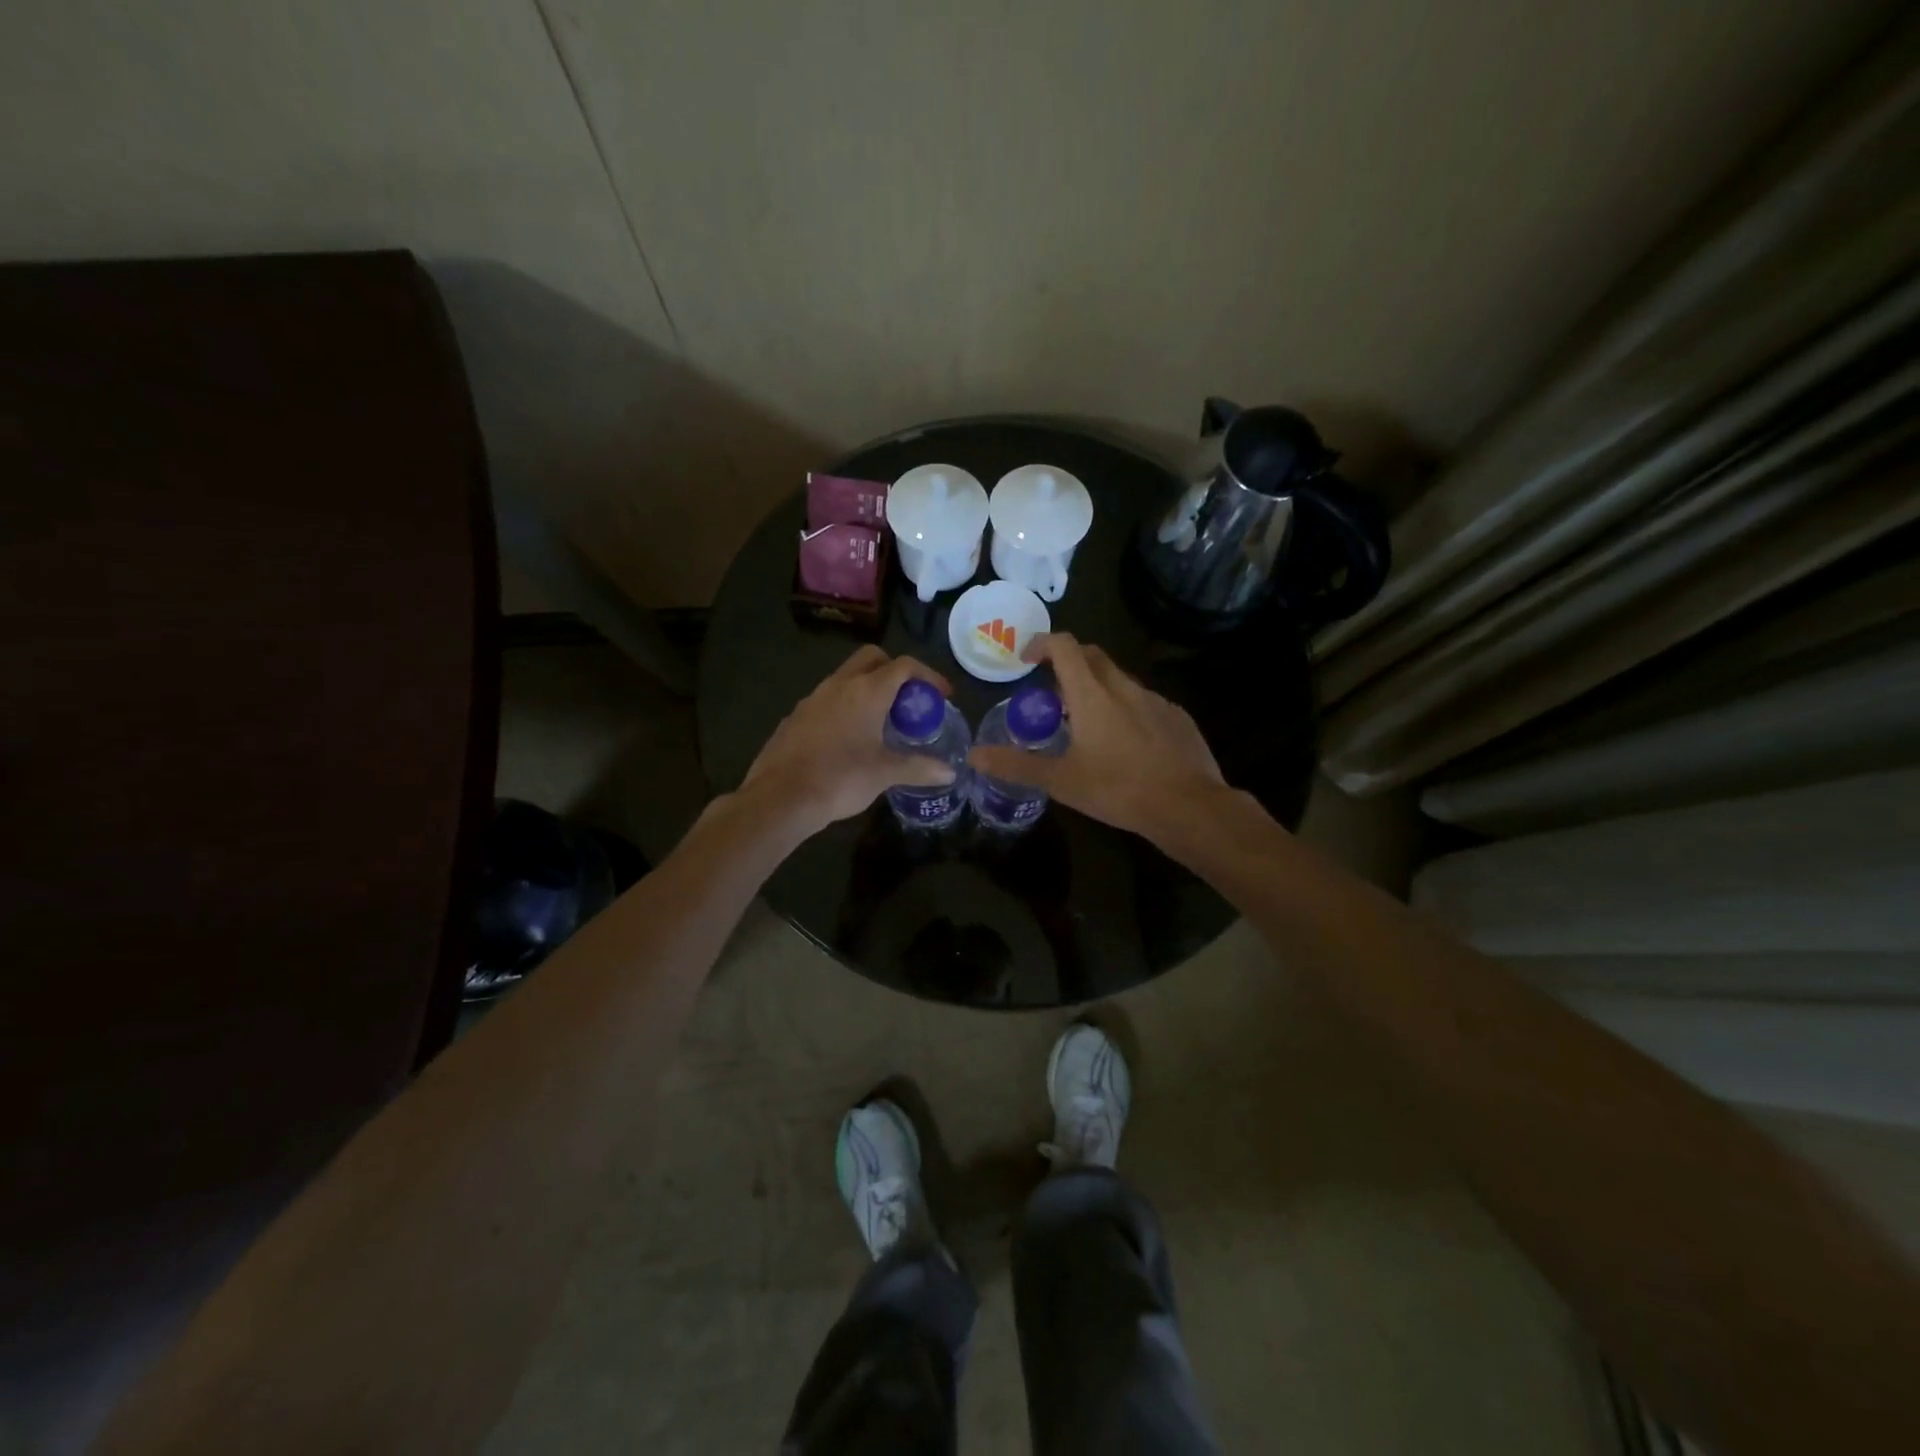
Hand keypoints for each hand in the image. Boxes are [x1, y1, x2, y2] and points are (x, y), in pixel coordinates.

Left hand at [739, 645, 957, 836]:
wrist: (781, 797)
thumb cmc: (841, 779)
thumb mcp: (885, 773)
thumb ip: (919, 768)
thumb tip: (950, 772)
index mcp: (867, 691)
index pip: (904, 665)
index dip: (928, 675)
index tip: (942, 696)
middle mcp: (839, 684)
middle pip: (872, 658)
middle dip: (895, 671)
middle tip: (909, 700)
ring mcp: (813, 698)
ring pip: (846, 677)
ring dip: (868, 688)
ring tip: (881, 720)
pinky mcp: (796, 716)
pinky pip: (827, 699)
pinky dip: (845, 707)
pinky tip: (849, 738)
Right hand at [968, 633, 1227, 838]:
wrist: (1188, 806)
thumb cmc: (1118, 789)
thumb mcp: (1060, 781)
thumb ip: (1017, 765)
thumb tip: (974, 756)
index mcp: (1091, 694)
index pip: (1064, 646)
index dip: (1042, 643)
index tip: (1027, 659)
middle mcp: (1123, 687)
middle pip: (1092, 656)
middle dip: (1069, 663)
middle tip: (1052, 693)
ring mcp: (1155, 700)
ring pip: (1119, 680)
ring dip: (1098, 689)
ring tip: (1086, 724)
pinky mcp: (1177, 717)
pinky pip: (1144, 702)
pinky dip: (1126, 710)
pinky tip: (1126, 744)